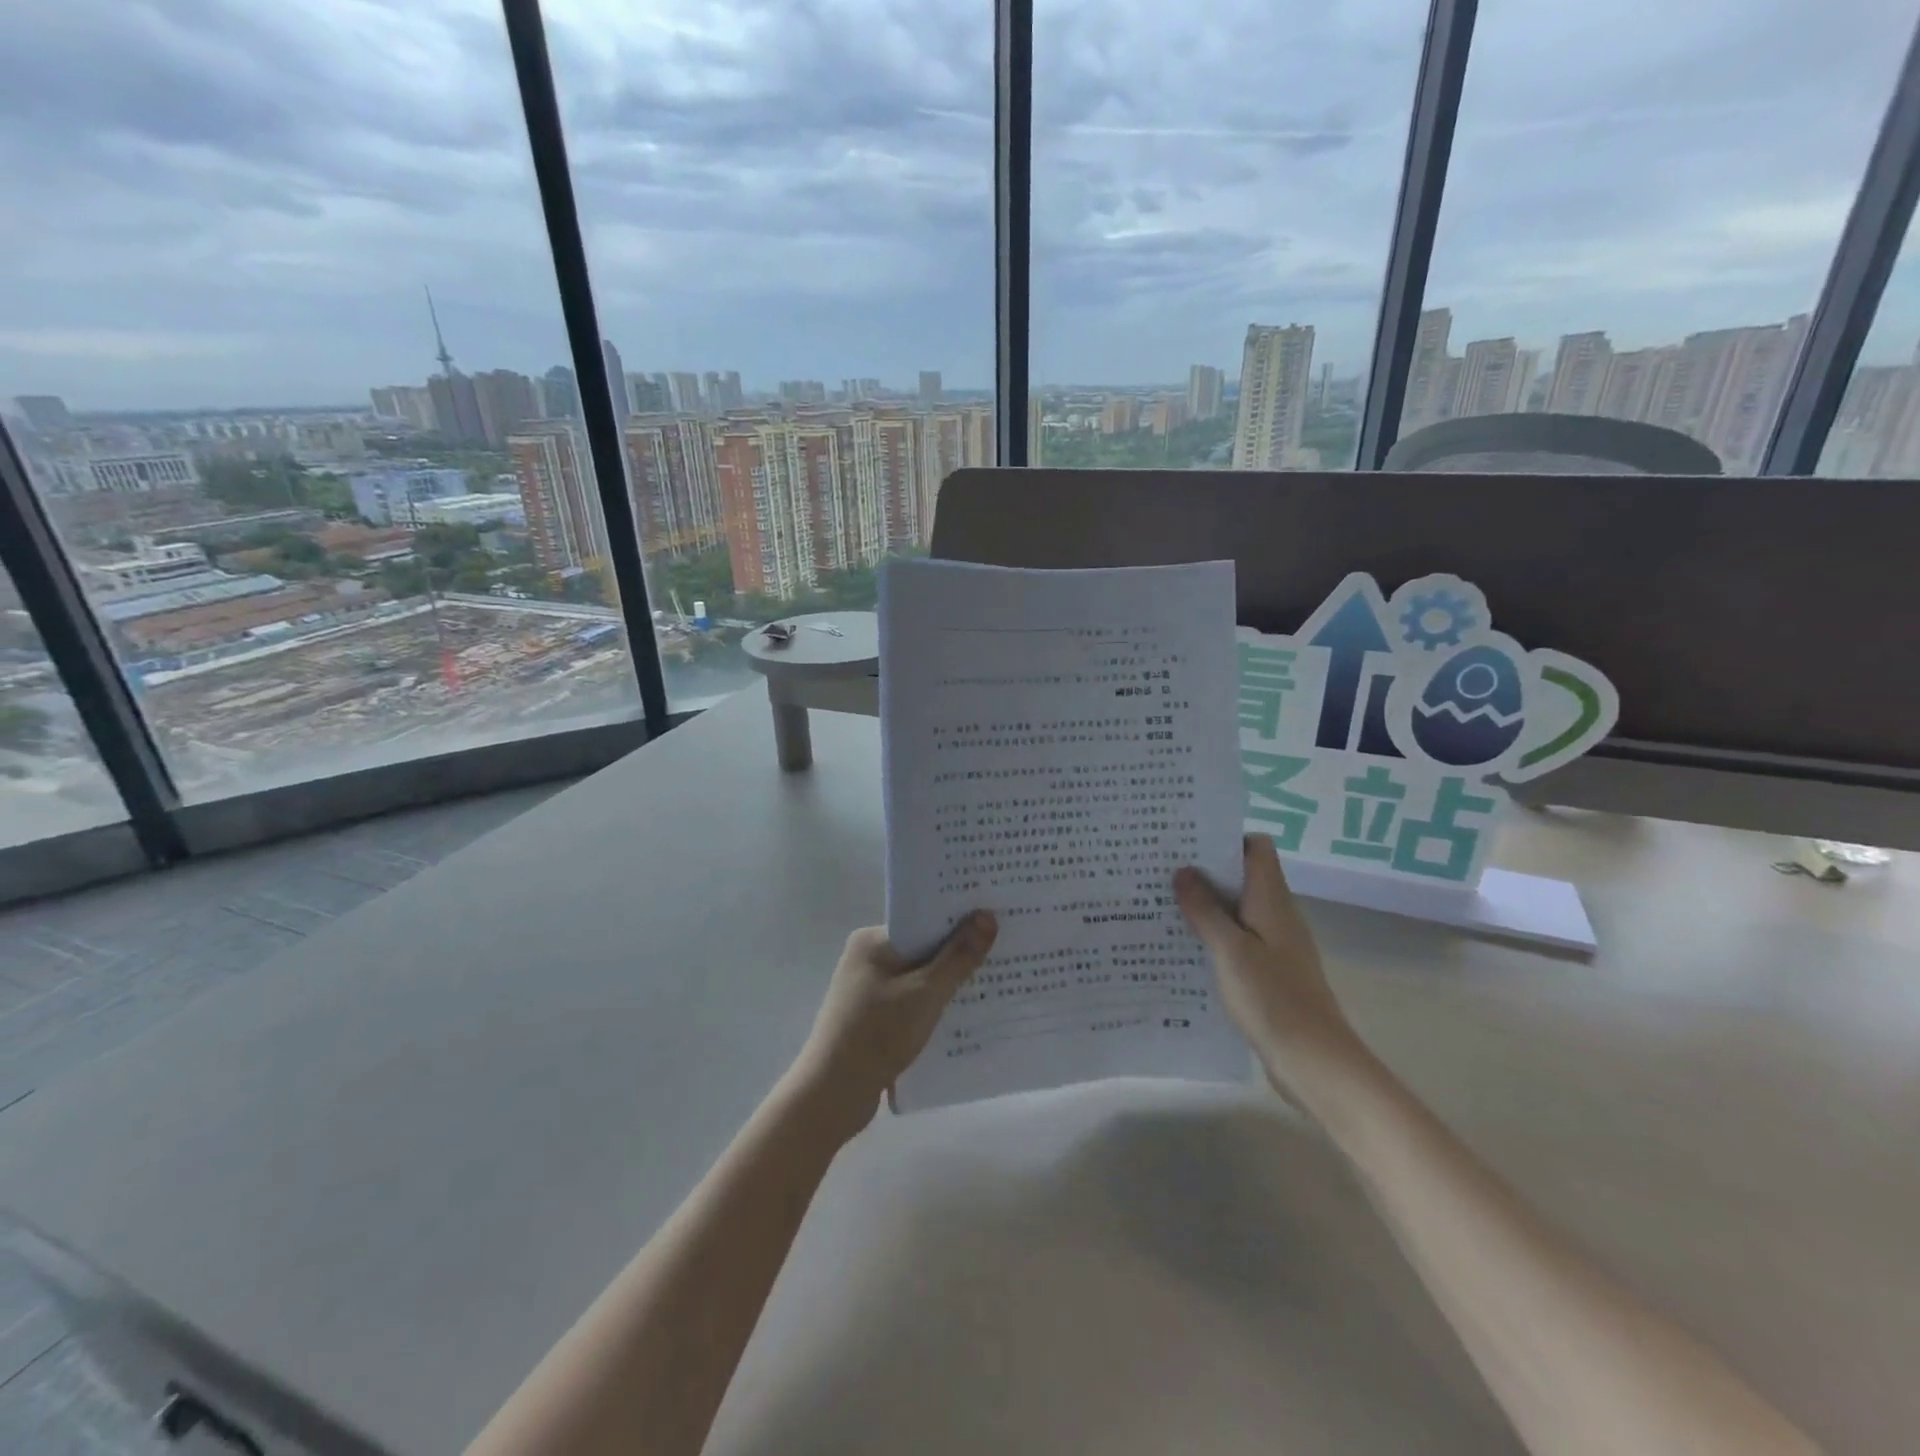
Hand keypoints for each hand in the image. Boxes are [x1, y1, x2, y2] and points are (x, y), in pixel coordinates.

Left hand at [789, 913, 997, 1139]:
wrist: (832, 1095)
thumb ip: (958, 956)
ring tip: (995, 980)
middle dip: (959, 952)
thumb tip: (987, 915)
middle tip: (1005, 949)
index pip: (923, 919)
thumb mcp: (925, 993)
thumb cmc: (877, 1034)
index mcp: (872, 941)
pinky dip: (935, 1006)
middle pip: (923, 947)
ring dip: (949, 982)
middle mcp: (868, 958)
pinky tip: (967, 1014)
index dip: (959, 919)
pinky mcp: (873, 1017)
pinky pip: (912, 1001)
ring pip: (920, 977)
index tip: (996, 918)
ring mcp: (869, 989)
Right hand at [1174, 835, 1365, 1105]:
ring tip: (1162, 904)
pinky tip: (1185, 947)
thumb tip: (1183, 870)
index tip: (1187, 842)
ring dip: (1206, 905)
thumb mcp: (1230, 950)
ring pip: (1238, 909)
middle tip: (1161, 870)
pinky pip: (1238, 939)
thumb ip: (1205, 909)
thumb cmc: (1272, 998)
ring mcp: (1275, 945)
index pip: (1257, 848)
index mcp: (1272, 900)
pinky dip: (1214, 935)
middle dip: (1205, 870)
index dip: (1225, 838)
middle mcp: (1277, 915)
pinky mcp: (1269, 972)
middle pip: (1243, 876)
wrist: (1315, 1062)